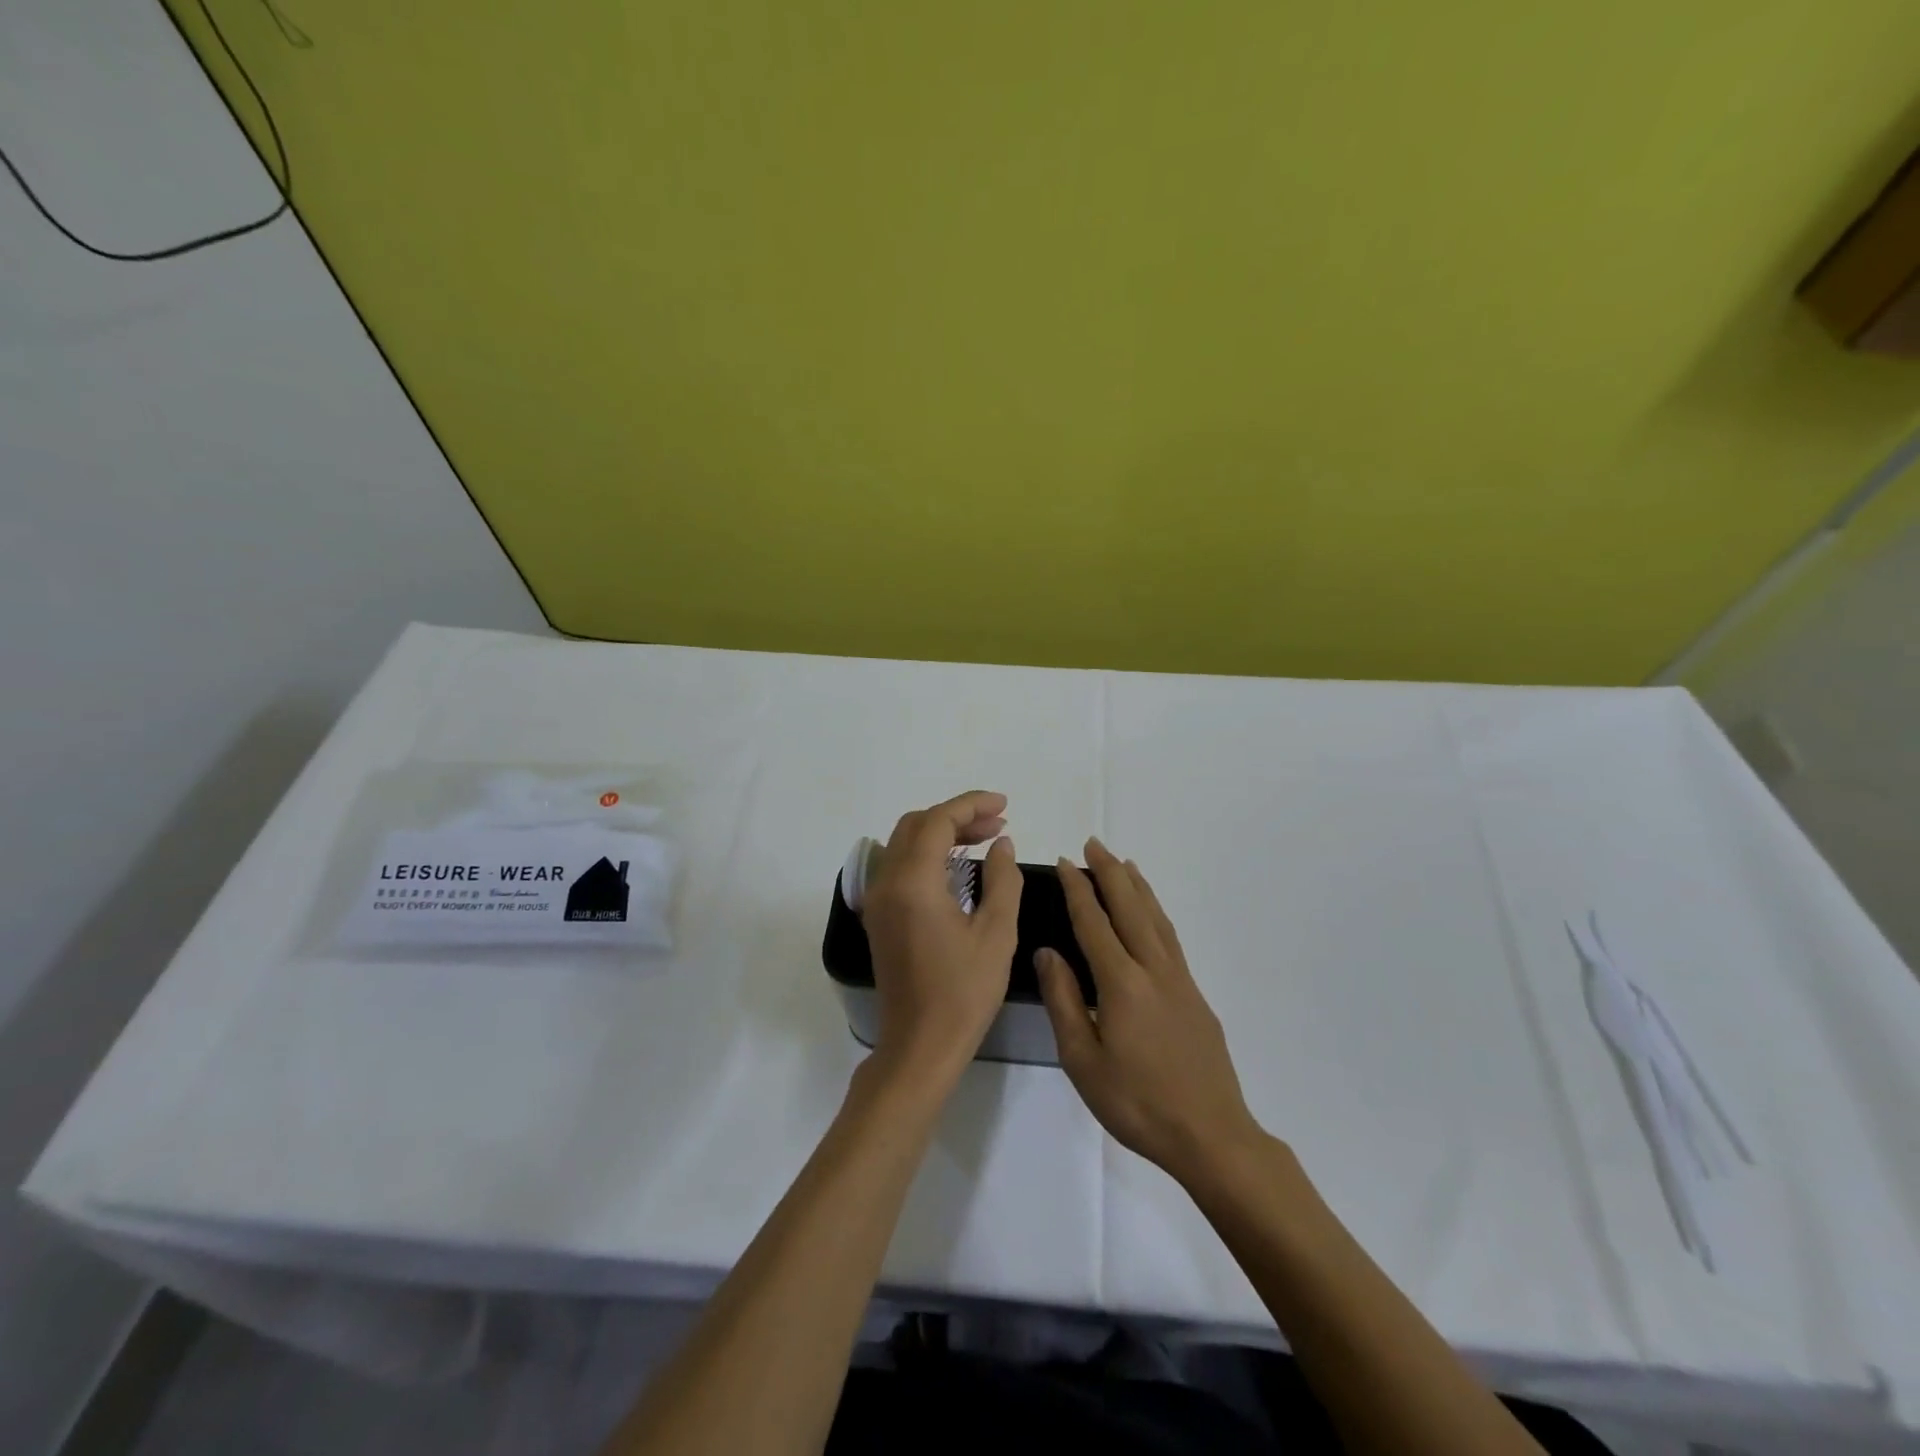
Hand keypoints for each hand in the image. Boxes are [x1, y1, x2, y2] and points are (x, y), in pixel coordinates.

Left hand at [860, 790, 1022, 1087]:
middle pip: (917, 826)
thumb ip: (1003, 880)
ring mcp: (878, 900)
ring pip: (905, 844)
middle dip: (957, 816)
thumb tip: (1002, 844)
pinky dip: (928, 855)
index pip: (938, 821)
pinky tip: (958, 867)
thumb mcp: (996, 934)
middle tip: (997, 823)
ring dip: (941, 833)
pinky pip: (900, 866)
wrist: (919, 1047)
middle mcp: (887, 882)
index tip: (1004, 806)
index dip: (971, 805)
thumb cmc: (963, 992)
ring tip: (984, 839)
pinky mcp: (879, 917)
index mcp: (913, 882)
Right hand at [1036, 838, 1265, 1188]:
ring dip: (1137, 886)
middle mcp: (1153, 969)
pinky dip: (1157, 912)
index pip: (1094, 922)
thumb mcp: (1082, 1060)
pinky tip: (1151, 913)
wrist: (1210, 1135)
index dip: (1078, 889)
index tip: (1066, 862)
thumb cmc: (1137, 1102)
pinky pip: (1170, 937)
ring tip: (1123, 863)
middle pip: (1130, 907)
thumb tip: (1048, 953)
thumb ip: (1063, 1001)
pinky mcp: (1195, 994)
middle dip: (1109, 873)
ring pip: (1155, 918)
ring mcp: (1179, 980)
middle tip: (1094, 844)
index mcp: (1121, 982)